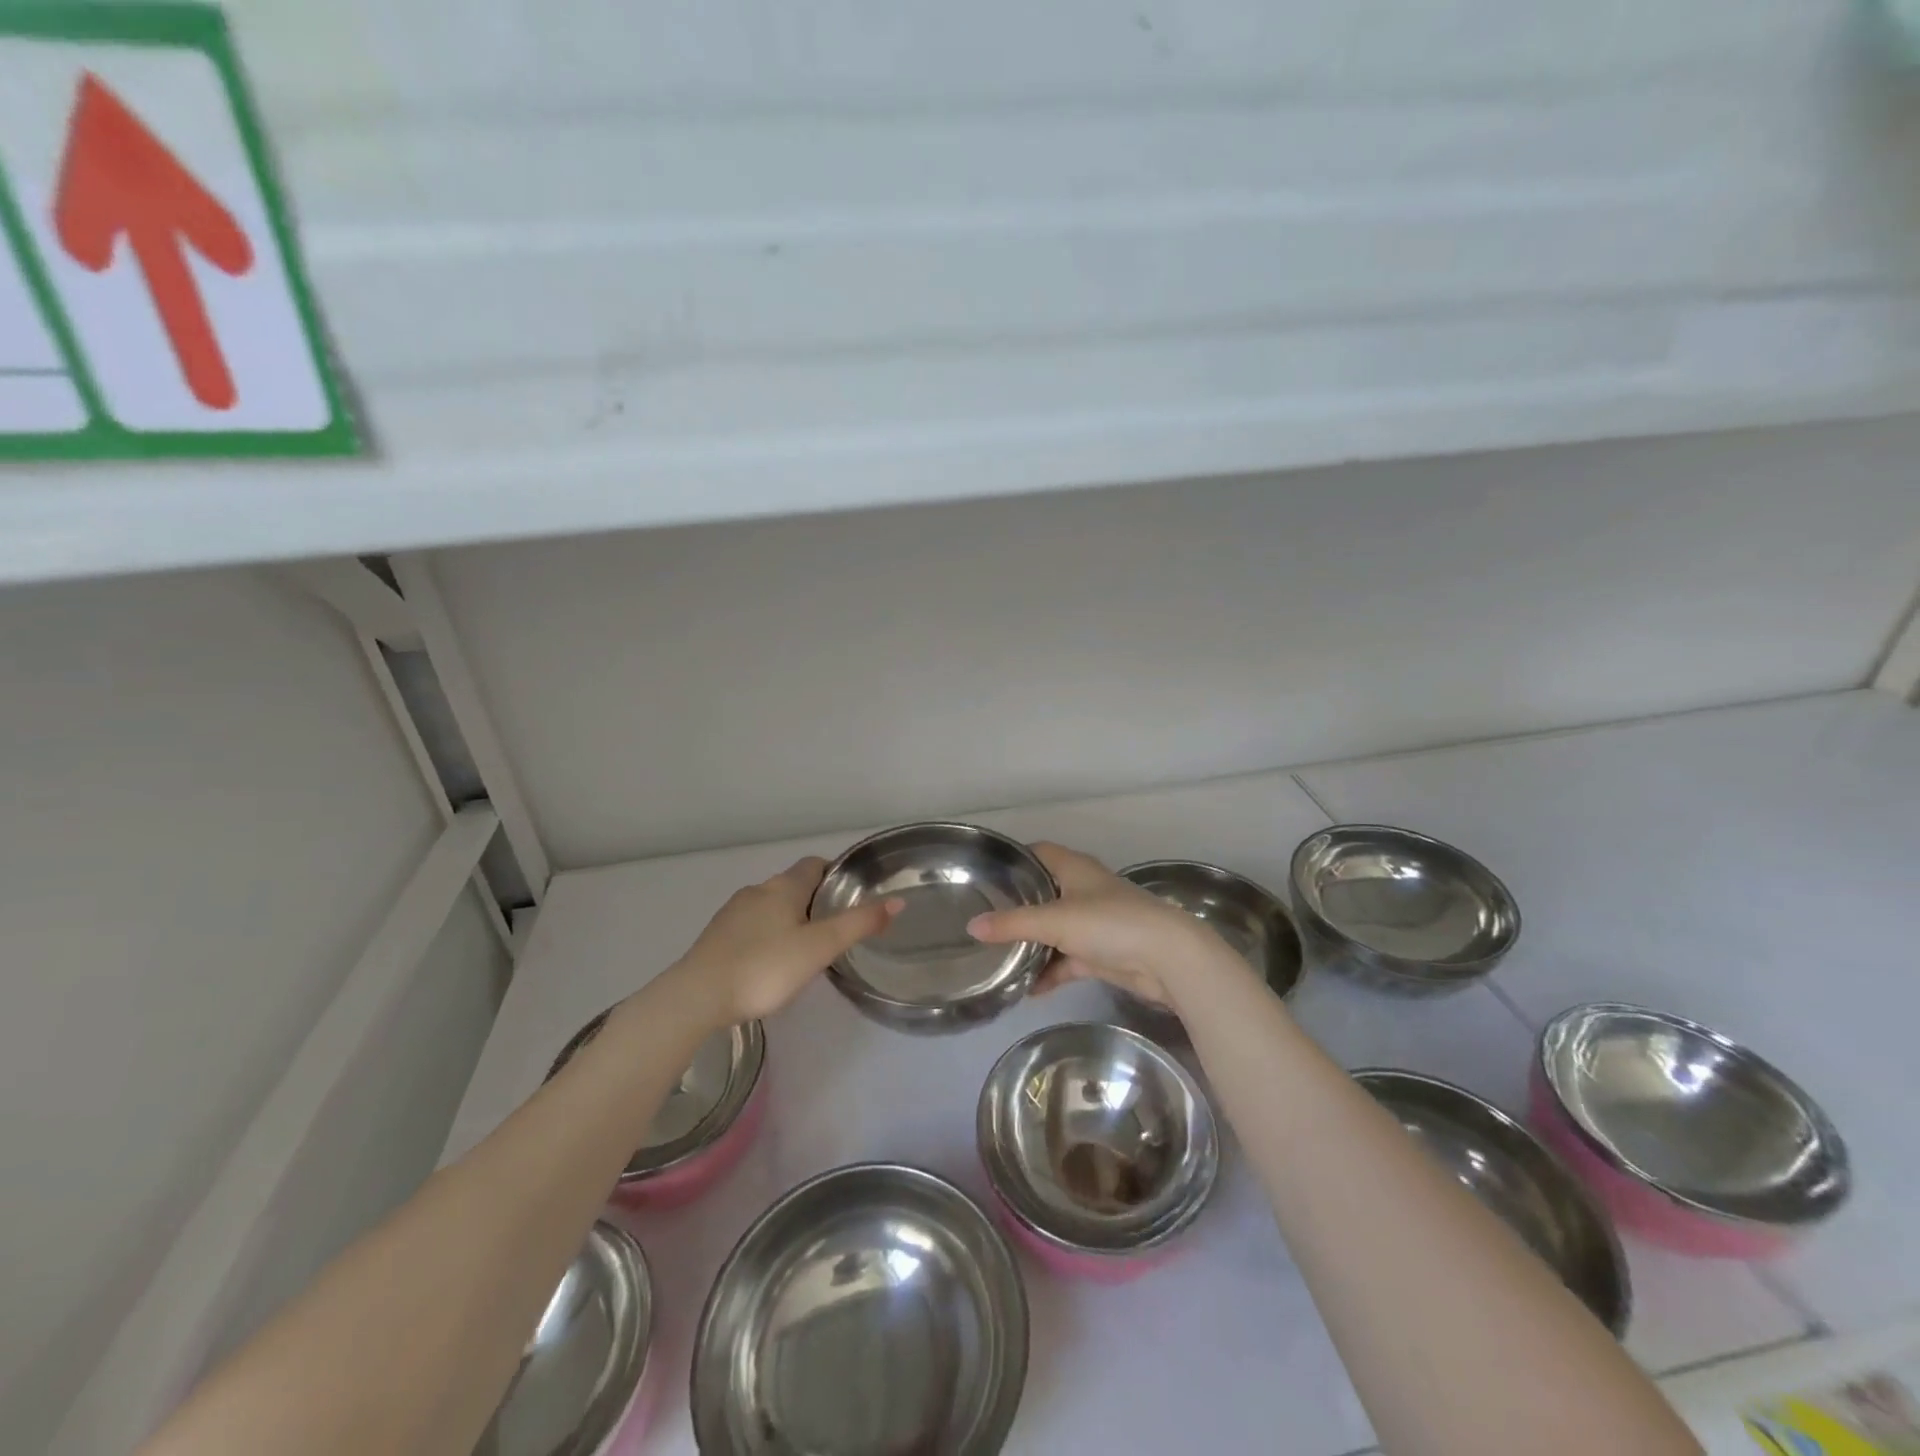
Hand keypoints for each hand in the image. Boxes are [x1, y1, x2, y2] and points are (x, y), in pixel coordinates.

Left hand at [664, 857, 899, 1025]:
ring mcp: (732, 913)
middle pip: (793, 885)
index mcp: (784, 886)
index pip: (815, 864)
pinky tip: (771, 963)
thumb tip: (897, 901)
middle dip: (814, 900)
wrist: (697, 996)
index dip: (835, 874)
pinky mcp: (716, 937)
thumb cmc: (765, 967)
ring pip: (770, 906)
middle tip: (835, 927)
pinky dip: (766, 935)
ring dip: (789, 919)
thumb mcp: (820, 947)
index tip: (851, 894)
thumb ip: (859, 924)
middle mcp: (757, 890)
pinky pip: (751, 927)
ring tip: (807, 948)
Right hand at [966, 842, 1242, 1008]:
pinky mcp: (1102, 953)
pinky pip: (1067, 960)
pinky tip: (1028, 989)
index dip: (1015, 859)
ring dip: (1032, 944)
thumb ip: (1012, 924)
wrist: (1167, 958)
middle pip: (1044, 892)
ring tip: (998, 957)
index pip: (1039, 852)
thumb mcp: (1055, 920)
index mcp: (1074, 868)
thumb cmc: (1110, 923)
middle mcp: (1083, 890)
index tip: (986, 873)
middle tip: (983, 918)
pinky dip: (1050, 972)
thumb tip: (971, 926)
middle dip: (1018, 906)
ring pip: (1054, 929)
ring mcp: (1094, 923)